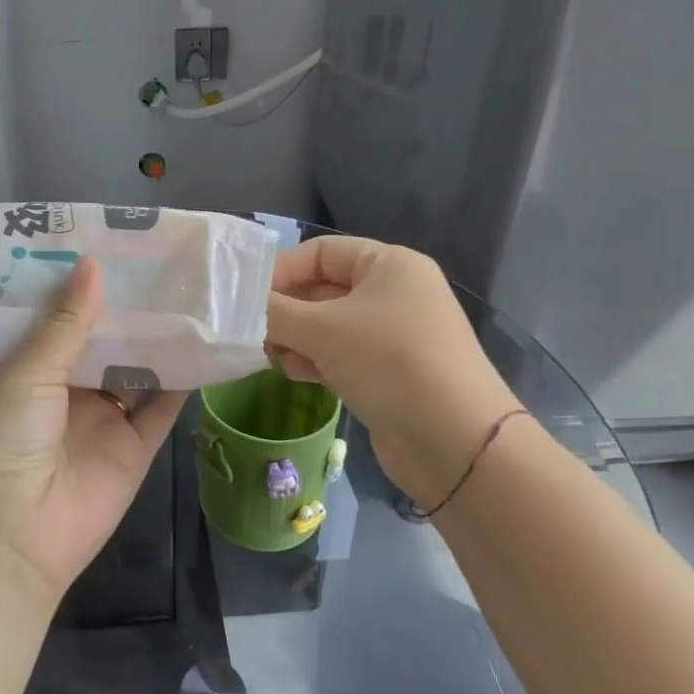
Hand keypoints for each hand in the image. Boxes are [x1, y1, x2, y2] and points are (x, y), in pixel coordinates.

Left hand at [0, 257, 185, 600]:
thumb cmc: (4, 445)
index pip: (64, 320)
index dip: (86, 289)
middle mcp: (70, 393)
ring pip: (138, 371)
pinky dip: (184, 381)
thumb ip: (65, 325)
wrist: (13, 540)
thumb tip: (92, 265)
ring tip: (190, 291)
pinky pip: (164, 408)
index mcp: (33, 372)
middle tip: (162, 261)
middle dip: (129, 309)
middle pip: (106, 343)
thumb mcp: (28, 377)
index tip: (113, 247)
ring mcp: (105, 421)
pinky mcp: (137, 448)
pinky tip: (205, 343)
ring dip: (160, 339)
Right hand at [266, 235, 520, 504]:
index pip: (320, 252)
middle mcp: (394, 292)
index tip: (246, 299)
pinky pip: (344, 354)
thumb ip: (274, 312)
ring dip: (297, 338)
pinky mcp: (392, 372)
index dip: (281, 271)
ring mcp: (395, 334)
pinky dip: (317, 360)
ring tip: (271, 356)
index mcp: (388, 264)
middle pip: (323, 289)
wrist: (455, 441)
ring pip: (330, 325)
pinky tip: (296, 374)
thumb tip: (239, 305)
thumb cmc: (388, 362)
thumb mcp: (322, 329)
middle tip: (252, 332)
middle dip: (286, 310)